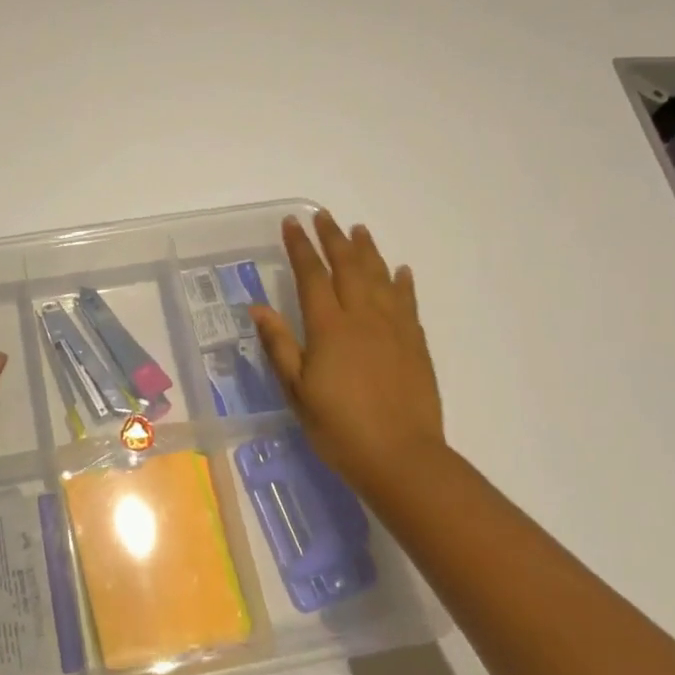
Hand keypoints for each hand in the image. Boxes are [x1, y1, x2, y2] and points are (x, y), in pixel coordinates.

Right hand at [248, 211, 447, 503]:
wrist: (402, 457)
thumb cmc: (339, 428)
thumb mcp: (297, 391)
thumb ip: (279, 345)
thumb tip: (258, 307)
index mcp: (329, 327)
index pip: (312, 275)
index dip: (301, 247)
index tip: (292, 223)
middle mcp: (362, 317)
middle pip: (348, 266)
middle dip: (333, 238)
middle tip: (324, 217)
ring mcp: (394, 328)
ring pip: (380, 277)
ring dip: (368, 251)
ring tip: (359, 230)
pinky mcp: (415, 343)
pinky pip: (407, 302)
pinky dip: (402, 282)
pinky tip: (400, 271)